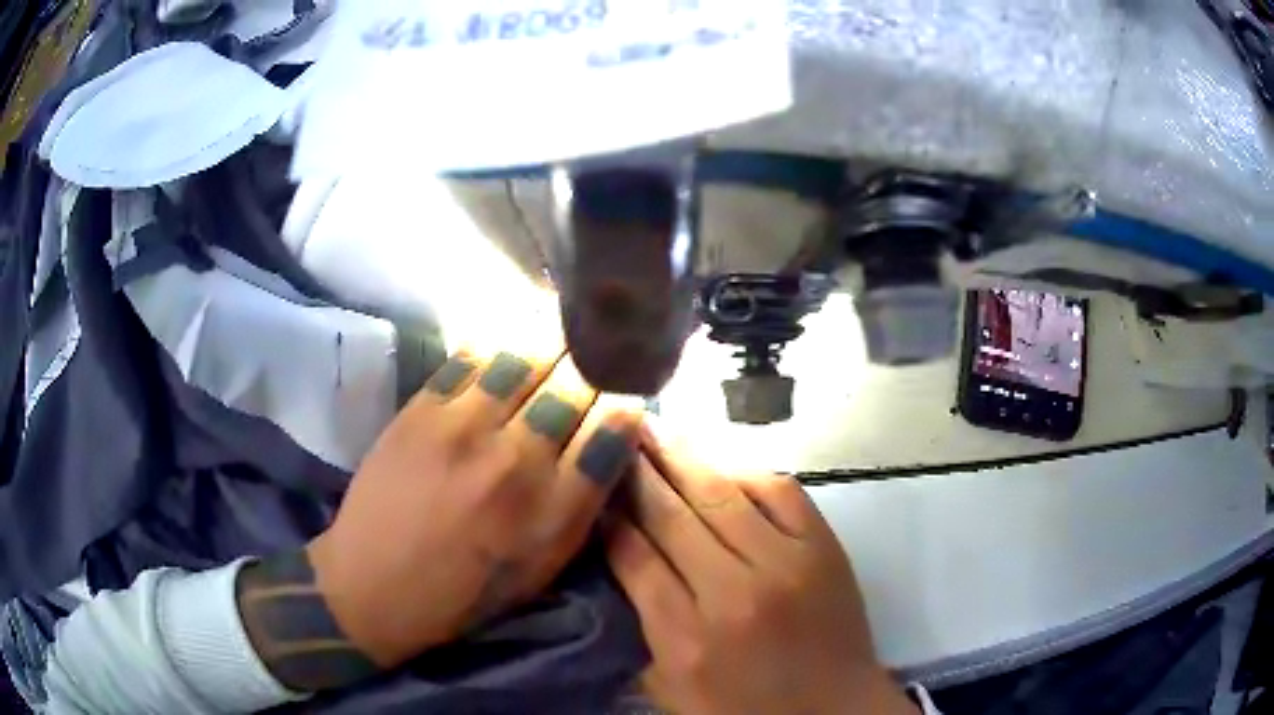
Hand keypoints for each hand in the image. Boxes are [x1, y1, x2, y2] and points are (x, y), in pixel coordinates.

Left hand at [238, 340, 642, 691]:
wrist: (373, 584)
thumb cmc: (465, 590)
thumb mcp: (541, 568)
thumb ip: (582, 505)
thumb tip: (612, 439)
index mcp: (552, 512)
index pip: (613, 431)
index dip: (629, 400)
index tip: (630, 389)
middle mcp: (515, 463)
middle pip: (575, 386)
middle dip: (597, 364)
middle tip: (602, 351)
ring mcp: (462, 429)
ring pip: (526, 359)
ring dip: (553, 341)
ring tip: (564, 330)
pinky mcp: (421, 410)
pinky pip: (473, 357)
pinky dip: (501, 343)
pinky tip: (512, 338)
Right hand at [604, 426, 916, 714]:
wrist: (832, 709)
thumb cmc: (743, 709)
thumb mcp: (670, 689)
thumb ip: (639, 632)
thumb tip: (621, 565)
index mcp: (686, 638)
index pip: (635, 557)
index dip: (610, 516)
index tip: (595, 486)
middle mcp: (733, 593)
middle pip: (672, 515)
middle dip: (637, 471)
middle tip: (616, 434)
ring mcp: (785, 564)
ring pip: (721, 493)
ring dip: (682, 457)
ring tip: (655, 429)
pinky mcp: (824, 548)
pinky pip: (779, 490)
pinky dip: (744, 470)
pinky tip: (720, 461)